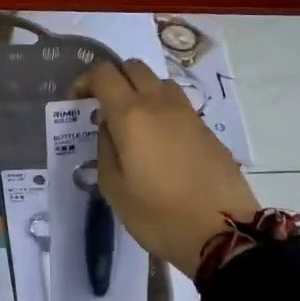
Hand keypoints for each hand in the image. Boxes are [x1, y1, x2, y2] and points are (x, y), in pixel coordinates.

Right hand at [74, 60, 258, 279]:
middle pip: (133, 67)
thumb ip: (105, 148)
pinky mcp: (206, 129)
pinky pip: (177, 104)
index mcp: (130, 115)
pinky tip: (158, 142)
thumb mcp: (114, 187)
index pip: (103, 74)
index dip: (85, 81)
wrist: (221, 233)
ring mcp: (187, 113)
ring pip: (158, 82)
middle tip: (103, 108)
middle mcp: (159, 103)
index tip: (77, 103)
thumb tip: (109, 127)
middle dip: (113, 79)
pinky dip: (161, 109)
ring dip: (140, 90)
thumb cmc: (157, 215)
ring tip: (132, 122)